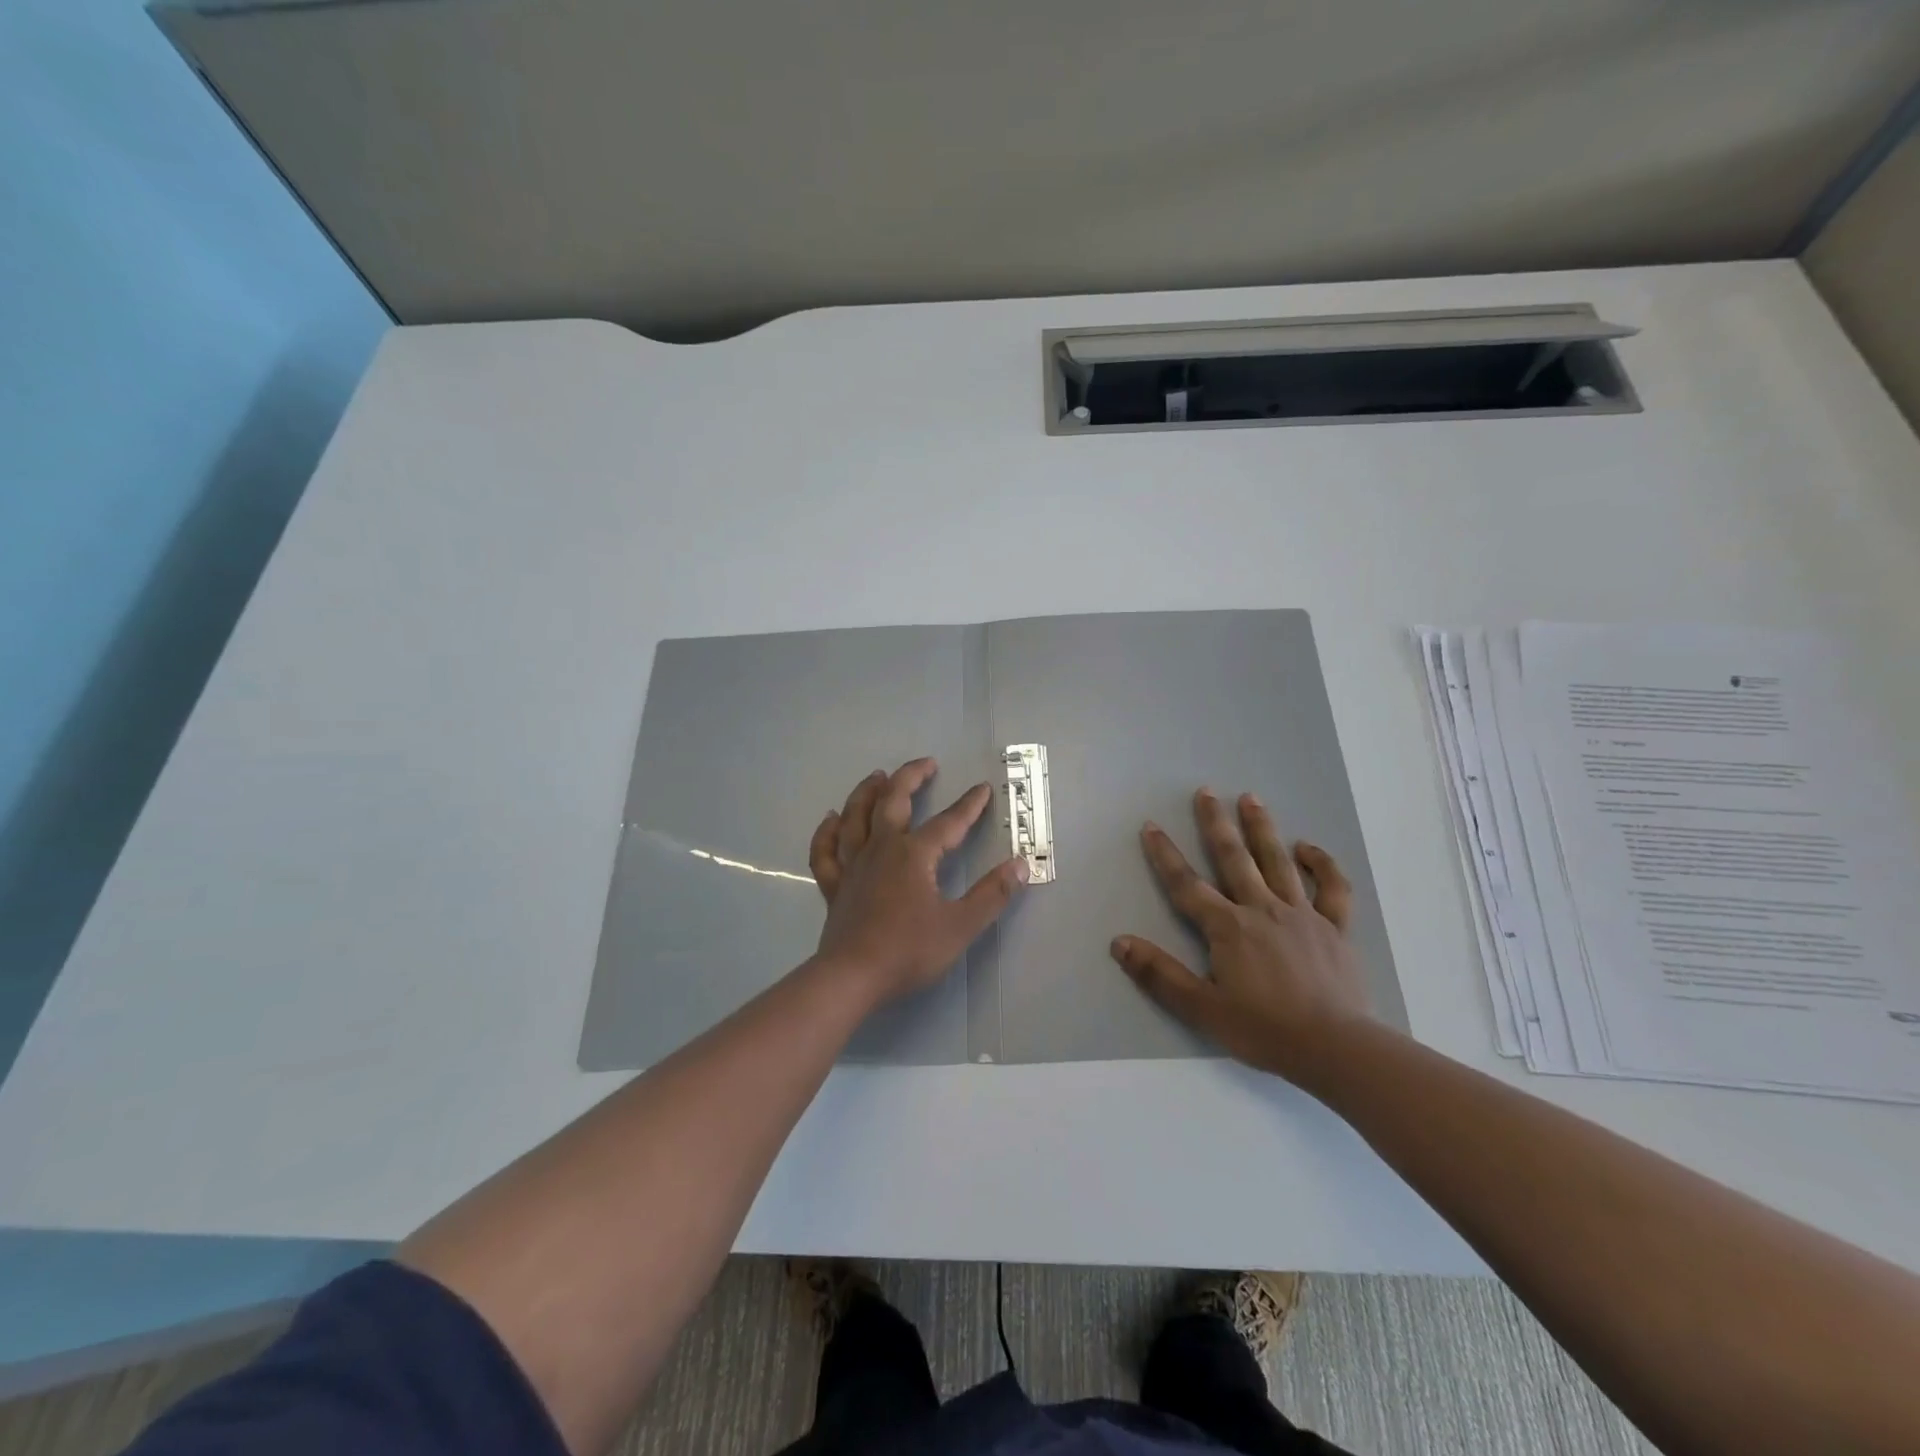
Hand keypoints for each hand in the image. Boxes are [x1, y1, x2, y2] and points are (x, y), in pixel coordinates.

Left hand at [808, 758, 1028, 1004]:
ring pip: (856, 816)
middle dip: (911, 777)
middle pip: (892, 801)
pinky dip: (827, 831)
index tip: (982, 788)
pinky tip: (830, 818)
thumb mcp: (961, 926)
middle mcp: (881, 849)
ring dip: (867, 791)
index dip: (969, 805)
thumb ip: (992, 894)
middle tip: (927, 763)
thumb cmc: (908, 951)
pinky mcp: (834, 885)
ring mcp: (853, 865)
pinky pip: (826, 850)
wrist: (852, 977)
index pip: (948, 822)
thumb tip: (1021, 865)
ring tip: (877, 776)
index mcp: (914, 855)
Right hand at [1110, 788, 1378, 1083]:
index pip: (1187, 884)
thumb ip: (1159, 974)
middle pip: (1233, 858)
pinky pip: (1332, 889)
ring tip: (1250, 798)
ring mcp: (1302, 914)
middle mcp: (1262, 909)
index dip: (1165, 855)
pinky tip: (1308, 848)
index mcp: (1228, 928)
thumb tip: (1119, 942)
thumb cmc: (1264, 1030)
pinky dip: (1322, 864)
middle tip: (1205, 792)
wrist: (1336, 1048)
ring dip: (1262, 828)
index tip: (1151, 826)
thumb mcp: (1202, 1009)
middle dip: (1215, 823)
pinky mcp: (1335, 928)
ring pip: (1278, 861)